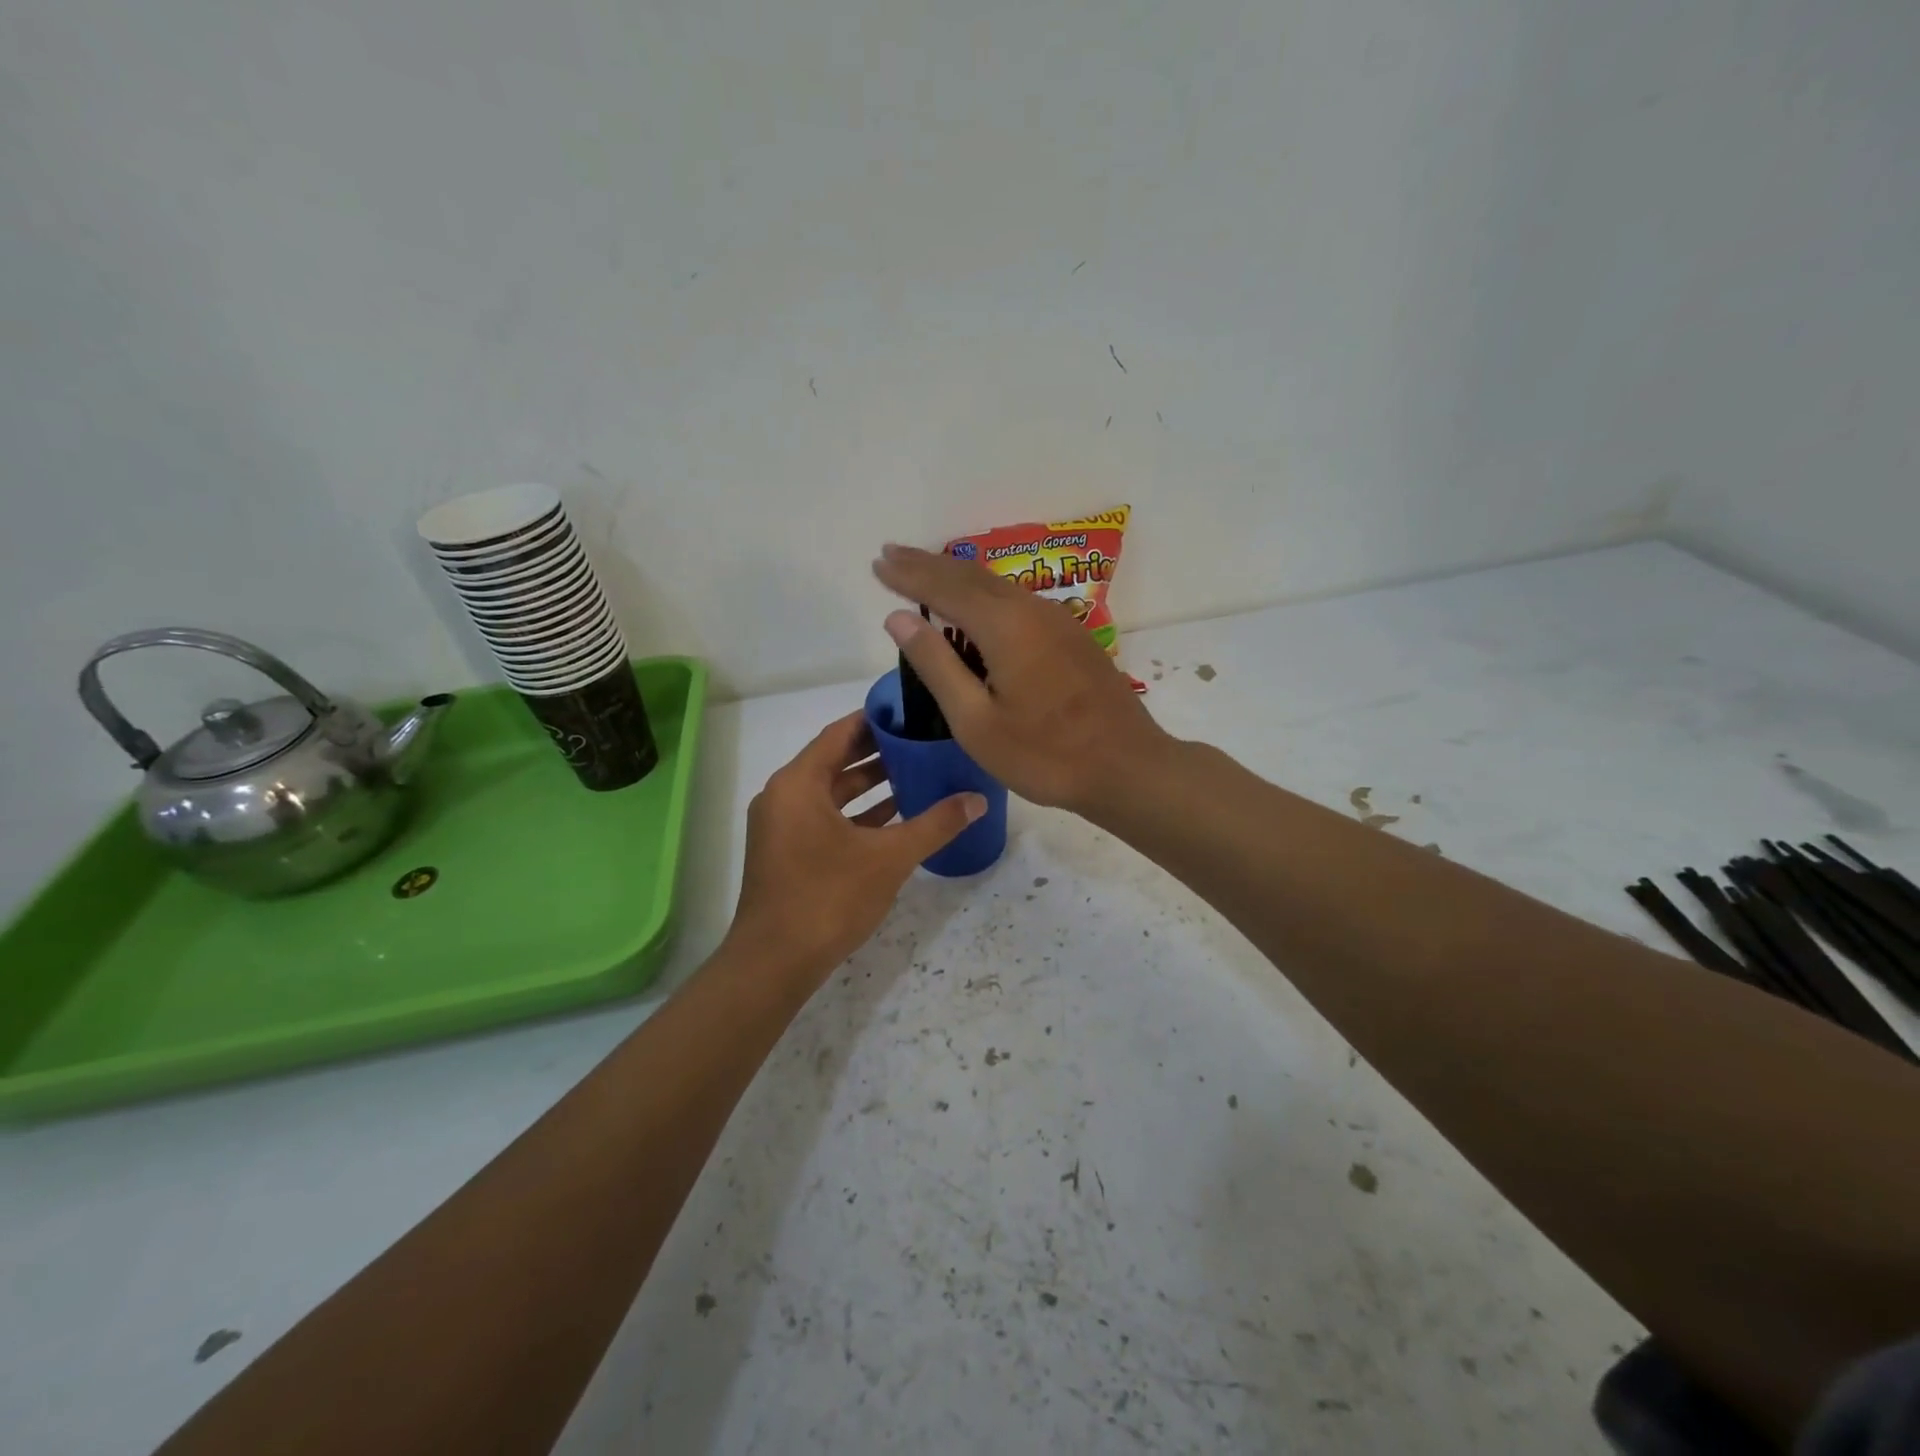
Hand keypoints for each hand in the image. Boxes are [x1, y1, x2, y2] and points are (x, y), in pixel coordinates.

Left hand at [726, 710, 985, 980]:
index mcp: (798, 783)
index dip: (875, 721)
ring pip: (830, 794)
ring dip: (869, 786)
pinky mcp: (785, 853)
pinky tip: (894, 819)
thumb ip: (935, 824)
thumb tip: (978, 800)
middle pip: (834, 761)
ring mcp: (781, 827)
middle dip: (878, 754)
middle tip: (922, 743)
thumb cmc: (828, 897)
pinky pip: (824, 819)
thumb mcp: (889, 857)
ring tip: (916, 776)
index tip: (911, 713)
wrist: (775, 962)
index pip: (840, 734)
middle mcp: (783, 796)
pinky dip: (855, 815)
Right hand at [872, 543, 1173, 816]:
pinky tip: (978, 606)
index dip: (907, 575)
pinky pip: (1018, 601)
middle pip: (971, 576)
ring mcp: (1058, 621)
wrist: (1127, 767)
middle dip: (928, 564)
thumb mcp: (976, 721)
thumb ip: (936, 665)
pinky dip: (985, 594)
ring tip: (925, 572)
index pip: (943, 587)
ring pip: (997, 586)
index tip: (877, 563)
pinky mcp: (1073, 637)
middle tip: (892, 554)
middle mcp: (1031, 610)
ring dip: (957, 576)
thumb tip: (898, 617)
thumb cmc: (1044, 755)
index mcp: (1004, 626)